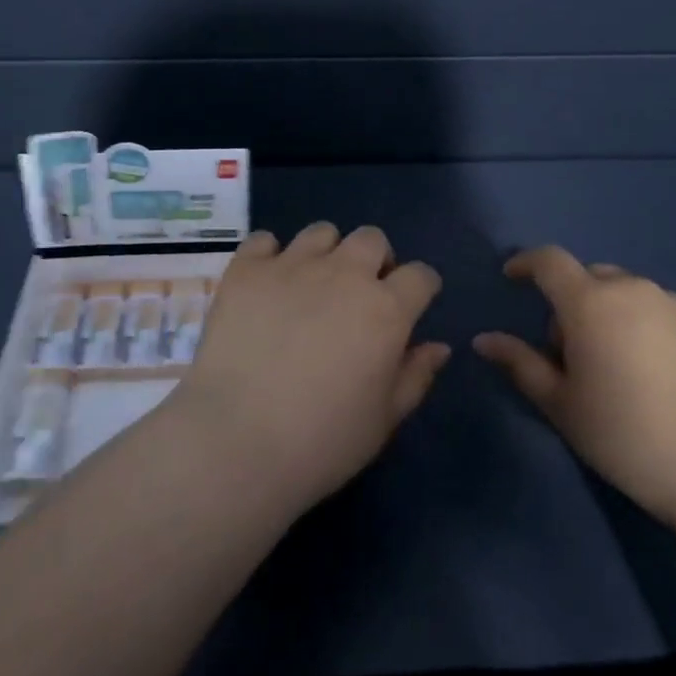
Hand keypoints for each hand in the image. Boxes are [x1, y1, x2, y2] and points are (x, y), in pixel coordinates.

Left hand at [171, 222, 449, 511]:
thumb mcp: (383, 420)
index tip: (411, 304)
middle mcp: (343, 274)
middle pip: (372, 239)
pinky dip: (270, 255)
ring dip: (326, 253)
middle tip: (359, 294)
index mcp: (386, 310)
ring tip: (311, 285)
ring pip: (322, 233)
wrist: (237, 442)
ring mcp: (292, 265)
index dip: (420, 288)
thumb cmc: (322, 442)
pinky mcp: (247, 269)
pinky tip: (266, 285)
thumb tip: (438, 346)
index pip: (421, 275)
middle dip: (375, 260)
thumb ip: (415, 376)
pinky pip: (264, 239)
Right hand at [474, 246, 675, 527]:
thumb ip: (521, 365)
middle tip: (581, 351)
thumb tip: (484, 340)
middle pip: (594, 279)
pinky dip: (666, 332)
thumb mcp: (563, 407)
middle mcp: (636, 289)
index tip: (515, 277)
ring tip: (635, 369)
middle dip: (578, 303)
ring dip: (623, 317)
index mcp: (590, 303)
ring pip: (638, 296)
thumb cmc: (630, 437)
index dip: (527, 262)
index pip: (549, 261)